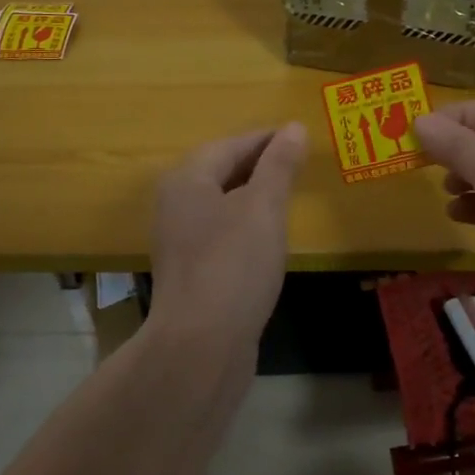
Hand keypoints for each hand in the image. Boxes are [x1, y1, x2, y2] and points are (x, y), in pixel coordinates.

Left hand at [147, 123, 307, 353]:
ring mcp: (180, 240)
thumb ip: (279, 165)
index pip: (231, 145)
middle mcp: (176, 204)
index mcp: (187, 180)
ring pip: (221, 203)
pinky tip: (268, 237)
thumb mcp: (263, 208)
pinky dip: (246, 224)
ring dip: (253, 195)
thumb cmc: (233, 265)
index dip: (266, 139)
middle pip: (221, 171)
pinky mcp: (191, 271)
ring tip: (288, 195)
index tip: (299, 136)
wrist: (200, 345)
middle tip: (298, 162)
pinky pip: (221, 232)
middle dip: (259, 164)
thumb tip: (293, 128)